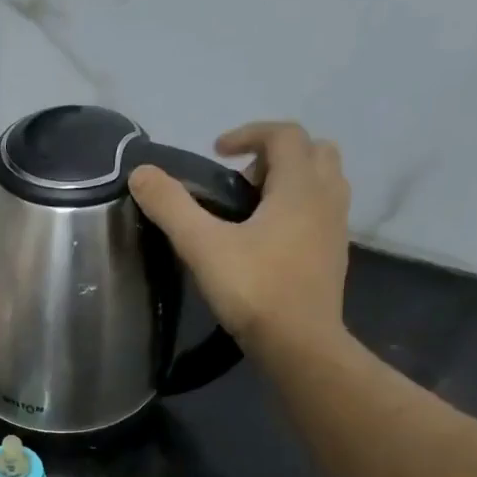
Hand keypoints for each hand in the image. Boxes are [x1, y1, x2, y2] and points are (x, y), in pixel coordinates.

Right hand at [128, 120, 350, 356]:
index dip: (248, 133)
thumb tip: (141, 172)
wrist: (299, 343)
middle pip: (313, 151)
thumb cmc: (254, 289)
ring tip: (249, 208)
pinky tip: (265, 239)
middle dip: (274, 155)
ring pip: (322, 181)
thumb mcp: (202, 245)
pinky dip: (296, 207)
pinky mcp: (333, 254)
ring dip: (288, 180)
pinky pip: (321, 211)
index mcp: (300, 187)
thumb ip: (171, 206)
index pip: (284, 135)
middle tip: (238, 180)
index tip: (216, 152)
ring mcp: (336, 227)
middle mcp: (327, 198)